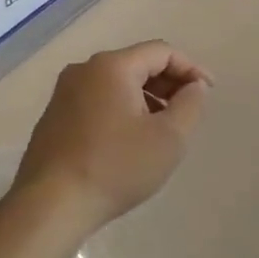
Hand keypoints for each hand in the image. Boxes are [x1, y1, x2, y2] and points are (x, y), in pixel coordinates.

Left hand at [12, 41, 212, 231]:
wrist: (50, 206)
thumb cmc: (116, 167)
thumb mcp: (169, 137)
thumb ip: (190, 104)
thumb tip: (194, 86)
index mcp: (112, 67)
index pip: (162, 52)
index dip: (191, 68)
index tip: (208, 93)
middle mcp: (84, 70)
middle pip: (138, 63)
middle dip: (168, 83)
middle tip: (188, 110)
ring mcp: (64, 93)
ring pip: (117, 83)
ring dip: (146, 98)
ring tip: (162, 128)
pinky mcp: (54, 117)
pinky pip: (98, 100)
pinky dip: (122, 109)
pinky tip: (130, 140)